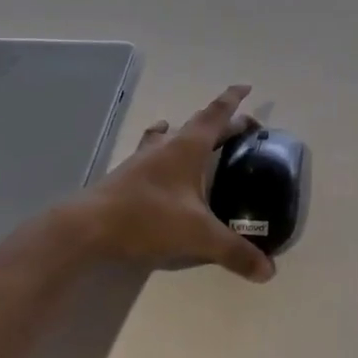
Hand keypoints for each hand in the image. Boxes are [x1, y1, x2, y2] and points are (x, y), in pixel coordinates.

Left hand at [72, 85, 274, 282]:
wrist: (89, 227)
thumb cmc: (148, 218)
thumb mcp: (197, 236)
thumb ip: (233, 251)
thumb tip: (269, 270)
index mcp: (189, 147)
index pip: (216, 114)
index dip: (233, 100)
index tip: (246, 87)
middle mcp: (168, 145)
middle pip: (200, 124)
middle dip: (223, 122)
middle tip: (242, 126)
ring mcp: (144, 158)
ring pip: (172, 134)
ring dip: (188, 131)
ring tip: (195, 133)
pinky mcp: (127, 175)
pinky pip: (151, 150)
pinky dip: (160, 145)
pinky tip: (155, 154)